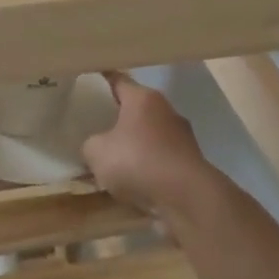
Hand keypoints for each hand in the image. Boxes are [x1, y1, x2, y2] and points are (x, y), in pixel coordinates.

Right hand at [82, 73, 217, 217]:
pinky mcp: (190, 162)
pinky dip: (148, 165)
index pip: (118, 80)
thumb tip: (95, 145)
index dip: (101, 80)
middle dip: (118, 114)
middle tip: (96, 121)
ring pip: (150, 133)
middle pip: (136, 107)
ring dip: (134, 142)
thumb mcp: (96, 152)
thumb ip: (90, 144)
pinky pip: (160, 157)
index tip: (88, 79)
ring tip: (113, 157)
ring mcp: (182, 136)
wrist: (187, 198)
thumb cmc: (138, 162)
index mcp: (143, 98)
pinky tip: (134, 180)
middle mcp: (166, 110)